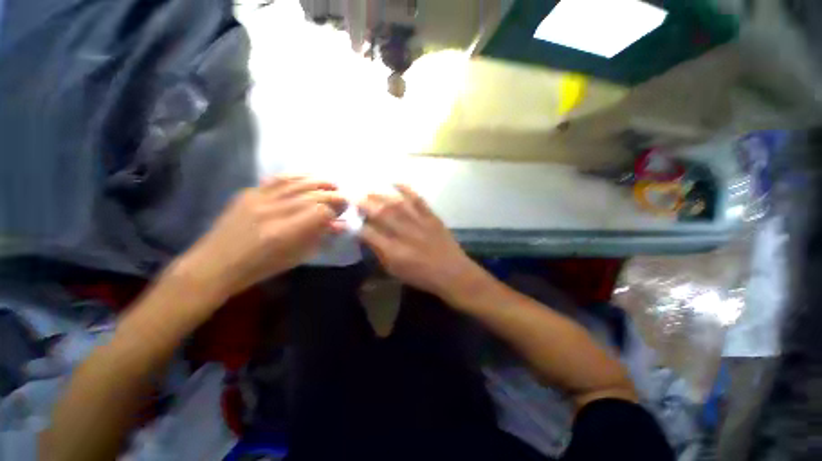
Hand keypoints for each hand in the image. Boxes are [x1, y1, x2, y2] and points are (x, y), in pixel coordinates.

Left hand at [178, 176, 346, 300]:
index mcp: (283, 233)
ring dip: (319, 182)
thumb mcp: (295, 258)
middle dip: (332, 195)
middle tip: (344, 197)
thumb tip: (340, 225)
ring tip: (333, 184)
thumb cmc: (259, 268)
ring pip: (296, 183)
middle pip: (311, 195)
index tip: (344, 211)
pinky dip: (297, 176)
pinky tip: (309, 176)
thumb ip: (319, 238)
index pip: (319, 212)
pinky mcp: (248, 192)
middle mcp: (271, 211)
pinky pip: (277, 179)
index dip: (335, 210)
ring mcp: (257, 199)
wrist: (215, 264)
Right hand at [358, 185, 486, 302]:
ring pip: (396, 204)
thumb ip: (380, 253)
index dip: (353, 225)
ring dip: (380, 194)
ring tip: (368, 188)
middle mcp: (404, 233)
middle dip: (363, 203)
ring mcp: (419, 222)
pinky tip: (395, 182)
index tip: (343, 218)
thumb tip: (366, 237)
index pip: (368, 233)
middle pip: (380, 214)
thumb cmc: (422, 276)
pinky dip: (406, 189)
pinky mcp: (431, 216)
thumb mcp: (396, 271)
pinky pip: (418, 199)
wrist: (453, 273)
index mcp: (394, 251)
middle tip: (352, 195)